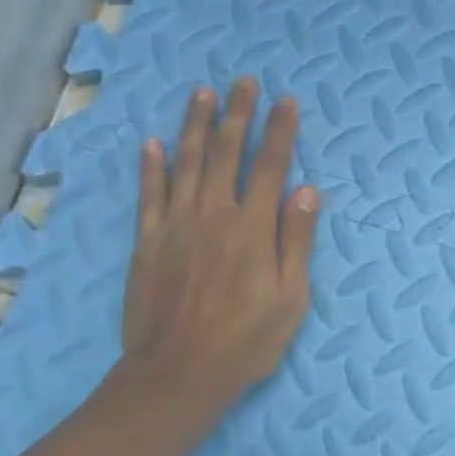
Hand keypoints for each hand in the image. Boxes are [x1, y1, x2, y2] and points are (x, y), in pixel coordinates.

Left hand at [116, 77, 320, 424]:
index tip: (286, 101)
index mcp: (253, 228)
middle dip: (237, 114)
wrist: (178, 373)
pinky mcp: (148, 241)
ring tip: (202, 94)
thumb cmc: (246, 340)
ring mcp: (176, 225)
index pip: (270, 166)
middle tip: (243, 82)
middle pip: (226, 153)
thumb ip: (296, 240)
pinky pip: (149, 194)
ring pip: (186, 163)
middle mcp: (214, 214)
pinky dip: (151, 166)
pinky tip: (152, 143)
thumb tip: (306, 190)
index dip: (279, 131)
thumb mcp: (290, 297)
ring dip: (194, 125)